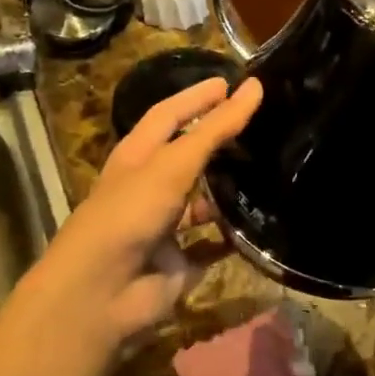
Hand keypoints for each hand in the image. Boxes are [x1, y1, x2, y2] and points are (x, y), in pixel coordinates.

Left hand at [18, 74, 262, 361]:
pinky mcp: (180, 263)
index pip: (168, 115)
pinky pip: (214, 246)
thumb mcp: (171, 165)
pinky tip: (264, 223)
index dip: (197, 97)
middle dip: (219, 140)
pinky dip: (235, 237)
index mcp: (137, 157)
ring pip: (203, 202)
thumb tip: (254, 87)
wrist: (101, 292)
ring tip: (273, 169)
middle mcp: (150, 188)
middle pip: (188, 156)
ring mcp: (165, 227)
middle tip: (264, 123)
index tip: (233, 82)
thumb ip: (213, 129)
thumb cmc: (129, 213)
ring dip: (229, 189)